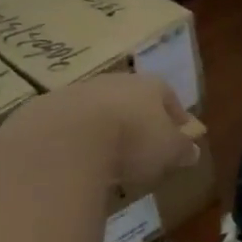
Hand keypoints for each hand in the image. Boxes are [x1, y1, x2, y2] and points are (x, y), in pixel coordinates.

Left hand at [39, 72, 200, 193]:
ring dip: (106, 128)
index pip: (169, 96)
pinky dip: (78, 139)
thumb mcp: (169, 151)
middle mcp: (115, 81)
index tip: (181, 134)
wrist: (67, 137)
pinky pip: (71, 124)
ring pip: (100, 108)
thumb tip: (194, 151)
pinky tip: (79, 160)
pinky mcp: (48, 109)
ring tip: (109, 156)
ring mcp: (79, 92)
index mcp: (150, 86)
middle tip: (144, 144)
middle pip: (133, 99)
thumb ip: (182, 150)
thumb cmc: (132, 140)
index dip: (177, 116)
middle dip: (139, 119)